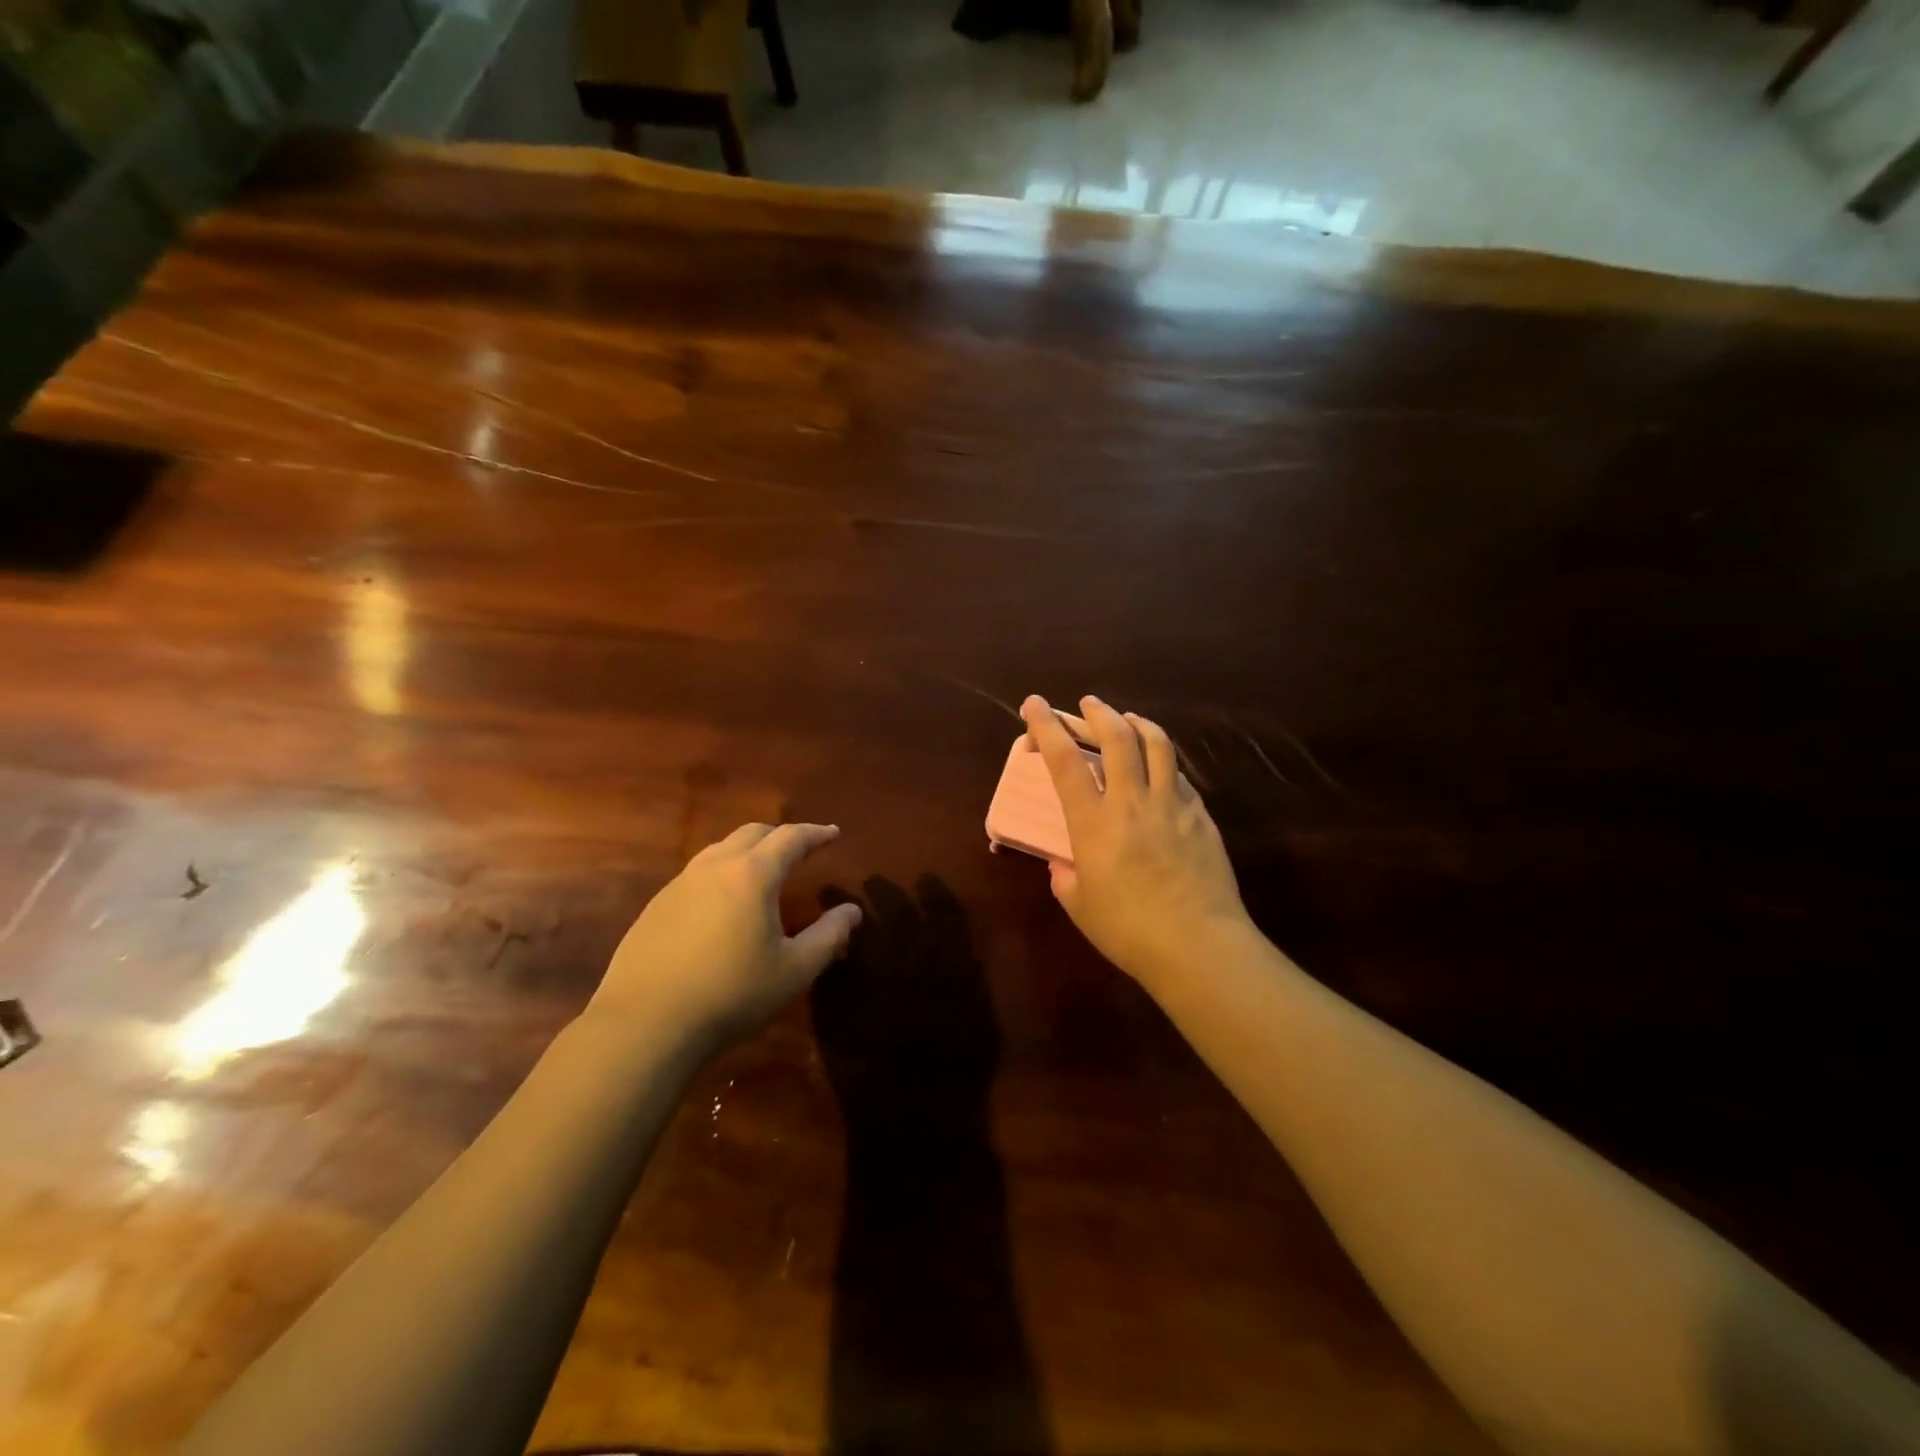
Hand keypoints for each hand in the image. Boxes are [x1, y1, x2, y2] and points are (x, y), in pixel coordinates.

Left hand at [585, 823, 862, 1053]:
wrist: (645, 1026)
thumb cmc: (732, 995)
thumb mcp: (794, 970)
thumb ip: (829, 935)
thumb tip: (851, 911)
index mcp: (752, 875)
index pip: (790, 838)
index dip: (816, 833)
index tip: (833, 834)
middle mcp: (714, 867)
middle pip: (752, 833)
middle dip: (781, 835)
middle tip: (801, 848)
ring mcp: (679, 885)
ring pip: (720, 850)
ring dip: (748, 851)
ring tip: (763, 871)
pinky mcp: (655, 907)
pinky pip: (697, 874)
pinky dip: (721, 873)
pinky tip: (723, 904)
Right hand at [1021, 694, 1249, 989]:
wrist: (1198, 946)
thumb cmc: (1129, 931)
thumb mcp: (1080, 907)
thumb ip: (1066, 878)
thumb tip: (1063, 865)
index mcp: (1093, 823)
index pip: (1065, 760)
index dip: (1047, 726)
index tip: (1035, 704)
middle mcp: (1132, 802)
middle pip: (1116, 737)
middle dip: (1098, 713)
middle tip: (1088, 704)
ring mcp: (1171, 805)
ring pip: (1157, 744)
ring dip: (1137, 723)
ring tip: (1127, 720)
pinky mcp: (1200, 816)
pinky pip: (1179, 775)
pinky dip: (1163, 761)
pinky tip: (1160, 769)